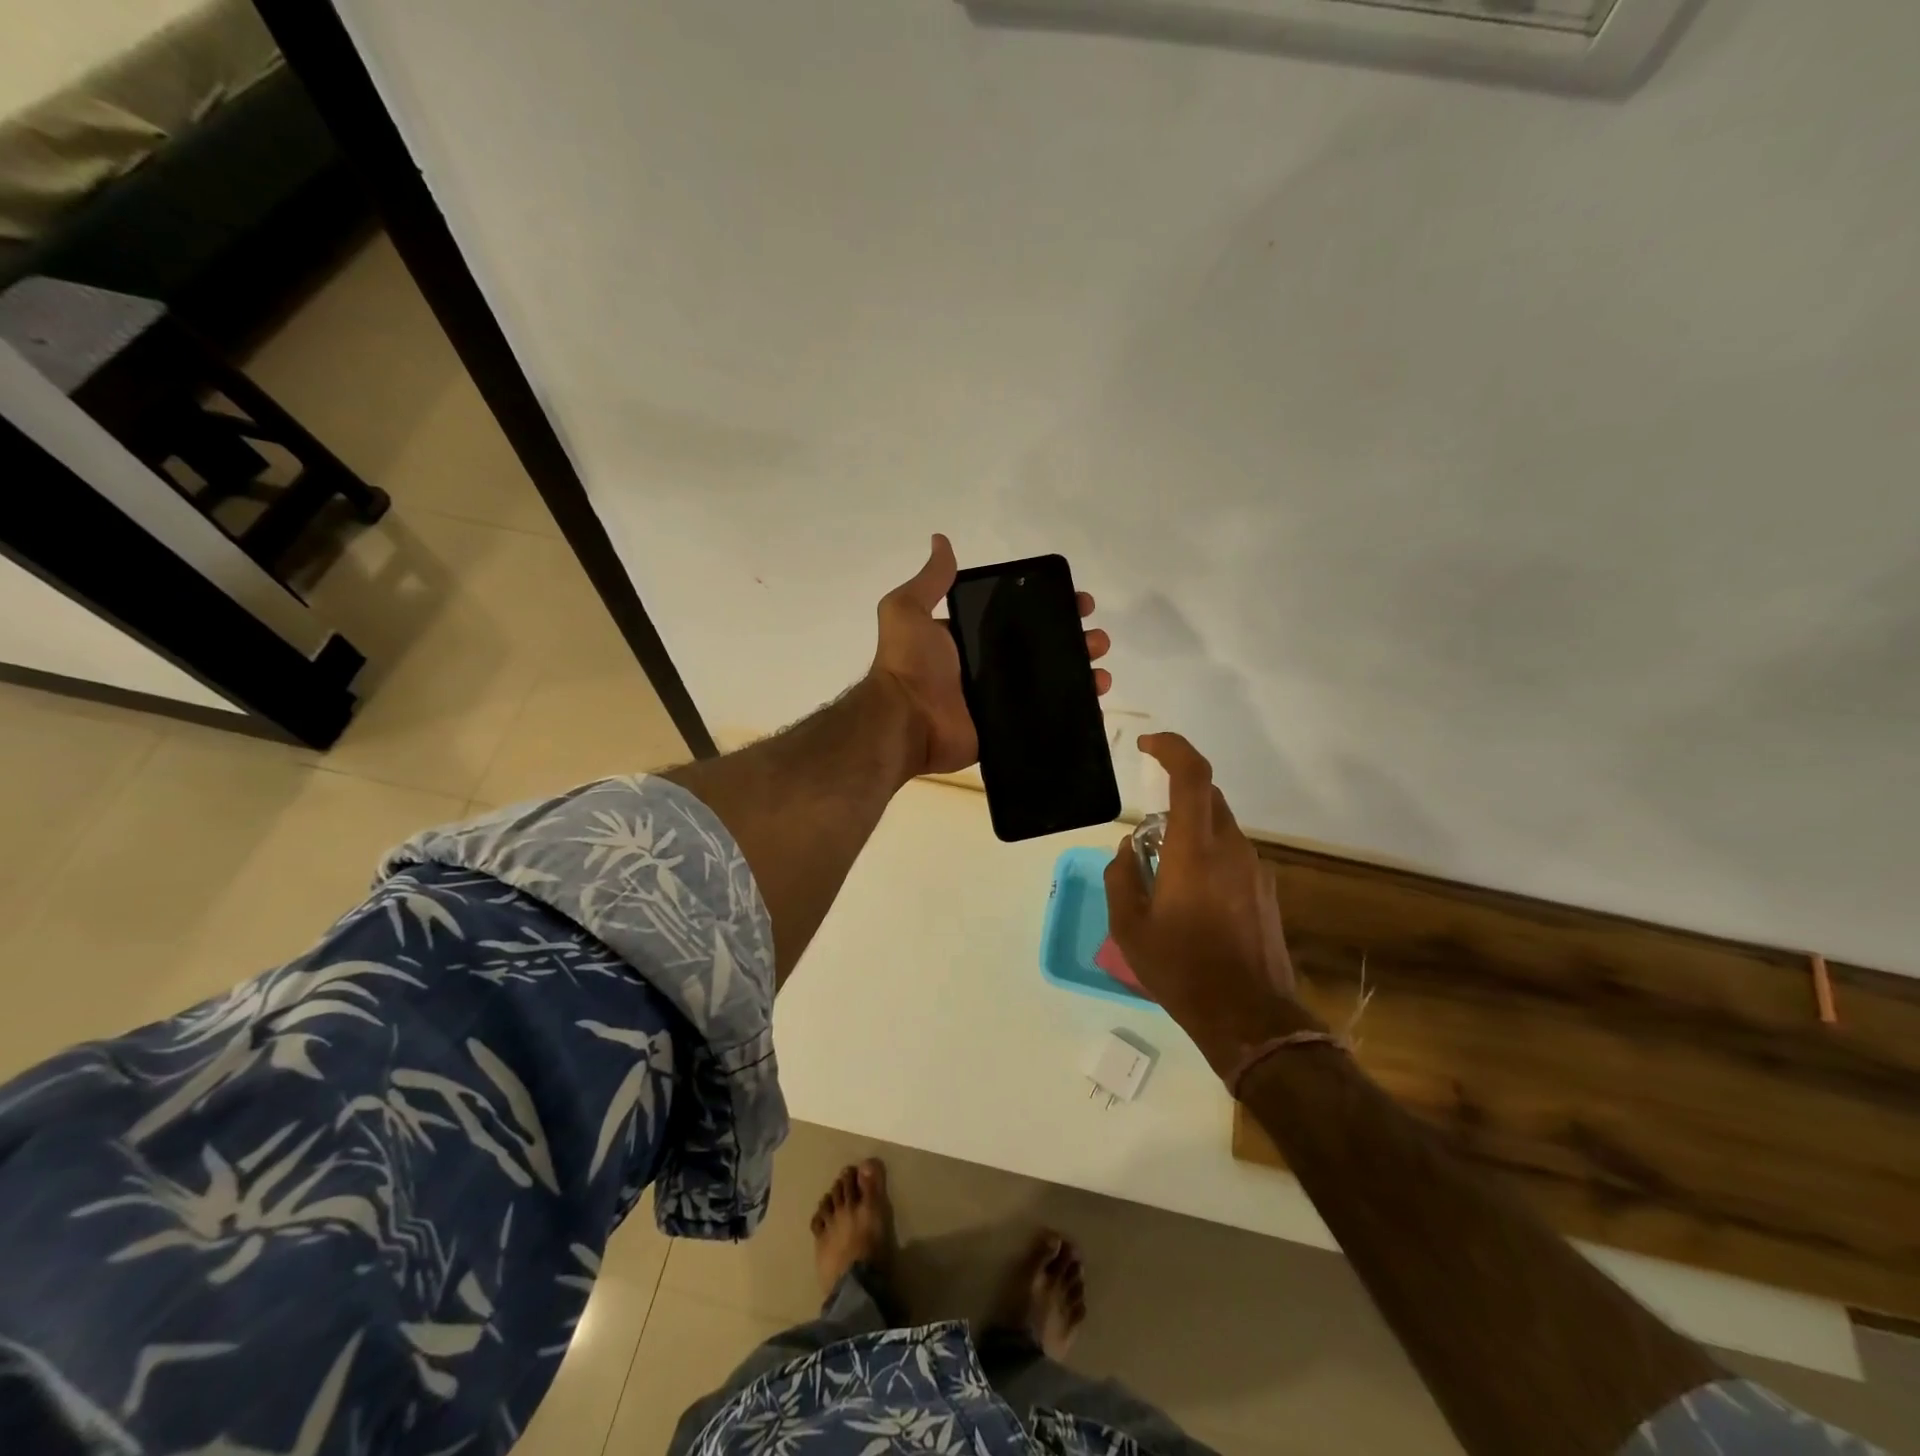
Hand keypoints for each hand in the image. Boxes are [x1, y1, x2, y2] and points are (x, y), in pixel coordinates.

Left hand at [871, 534, 1111, 778]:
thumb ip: (930, 580)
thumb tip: (940, 540)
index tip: (1080, 602)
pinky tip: (1095, 700)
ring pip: (1050, 682)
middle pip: (1042, 648)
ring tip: (1100, 669)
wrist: (905, 721)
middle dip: (1074, 640)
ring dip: (1080, 672)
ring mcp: (1000, 700)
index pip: (1018, 617)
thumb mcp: (908, 610)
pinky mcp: (1007, 728)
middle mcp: (988, 666)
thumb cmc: (910, 664)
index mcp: (970, 638)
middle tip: (1096, 639)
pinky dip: (1072, 709)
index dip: (1050, 607)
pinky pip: (1045, 717)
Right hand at [1104, 733, 1312, 1080]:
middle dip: (1176, 794)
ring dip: (1191, 829)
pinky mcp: (1265, 890)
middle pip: (1208, 796)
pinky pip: (1232, 853)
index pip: (1193, 776)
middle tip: (1146, 831)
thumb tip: (1127, 849)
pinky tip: (1192, 898)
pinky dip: (1208, 854)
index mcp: (1194, 849)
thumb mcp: (1129, 927)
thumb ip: (1121, 877)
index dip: (1172, 748)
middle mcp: (1230, 848)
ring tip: (1165, 874)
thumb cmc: (1181, 969)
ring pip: (1220, 826)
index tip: (1147, 746)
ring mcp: (1254, 869)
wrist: (1249, 1017)